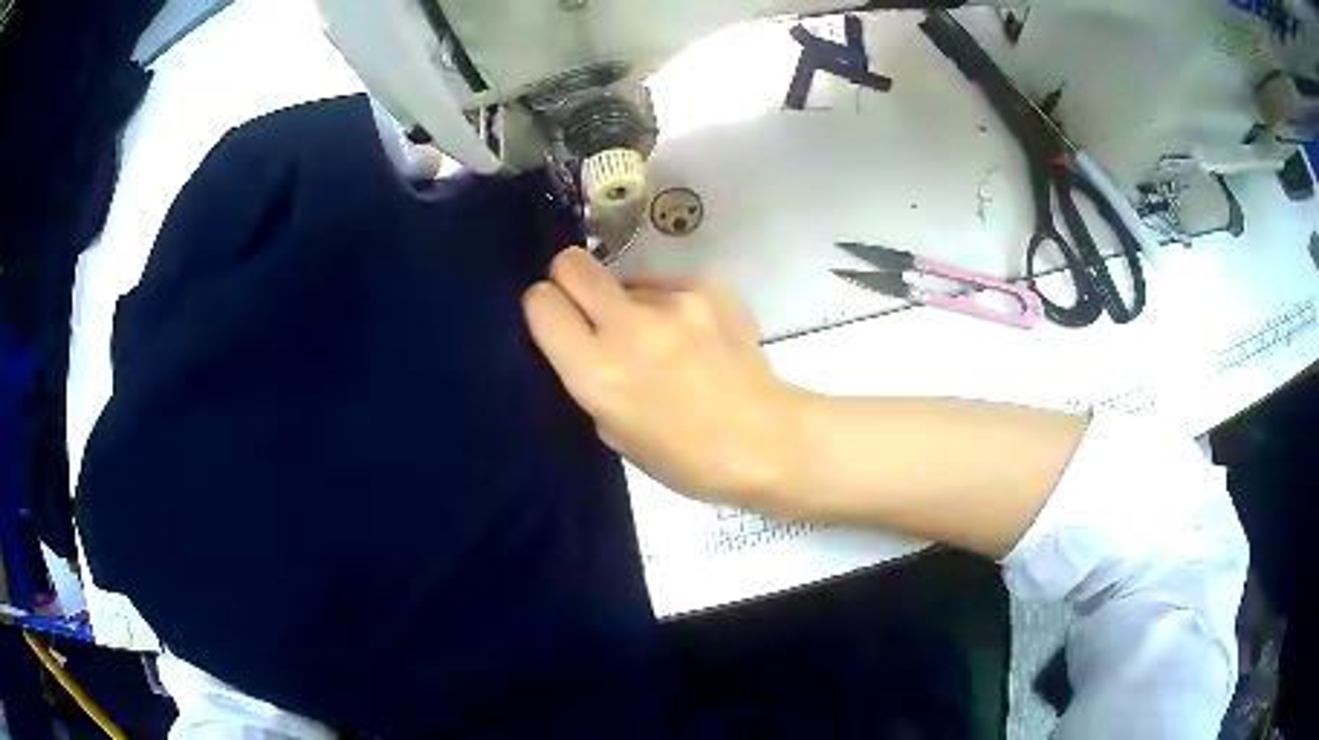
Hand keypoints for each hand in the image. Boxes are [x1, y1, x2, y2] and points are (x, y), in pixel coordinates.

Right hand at [523, 248, 800, 506]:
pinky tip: (696, 338)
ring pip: (626, 279)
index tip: (558, 322)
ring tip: (665, 342)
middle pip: (571, 264)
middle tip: (592, 309)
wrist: (767, 440)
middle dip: (571, 281)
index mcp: (598, 373)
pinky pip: (668, 286)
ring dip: (631, 304)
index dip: (544, 307)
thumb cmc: (686, 458)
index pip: (540, 302)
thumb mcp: (614, 431)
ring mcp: (674, 302)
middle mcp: (629, 327)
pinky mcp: (709, 288)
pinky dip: (671, 307)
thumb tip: (581, 337)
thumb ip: (588, 378)